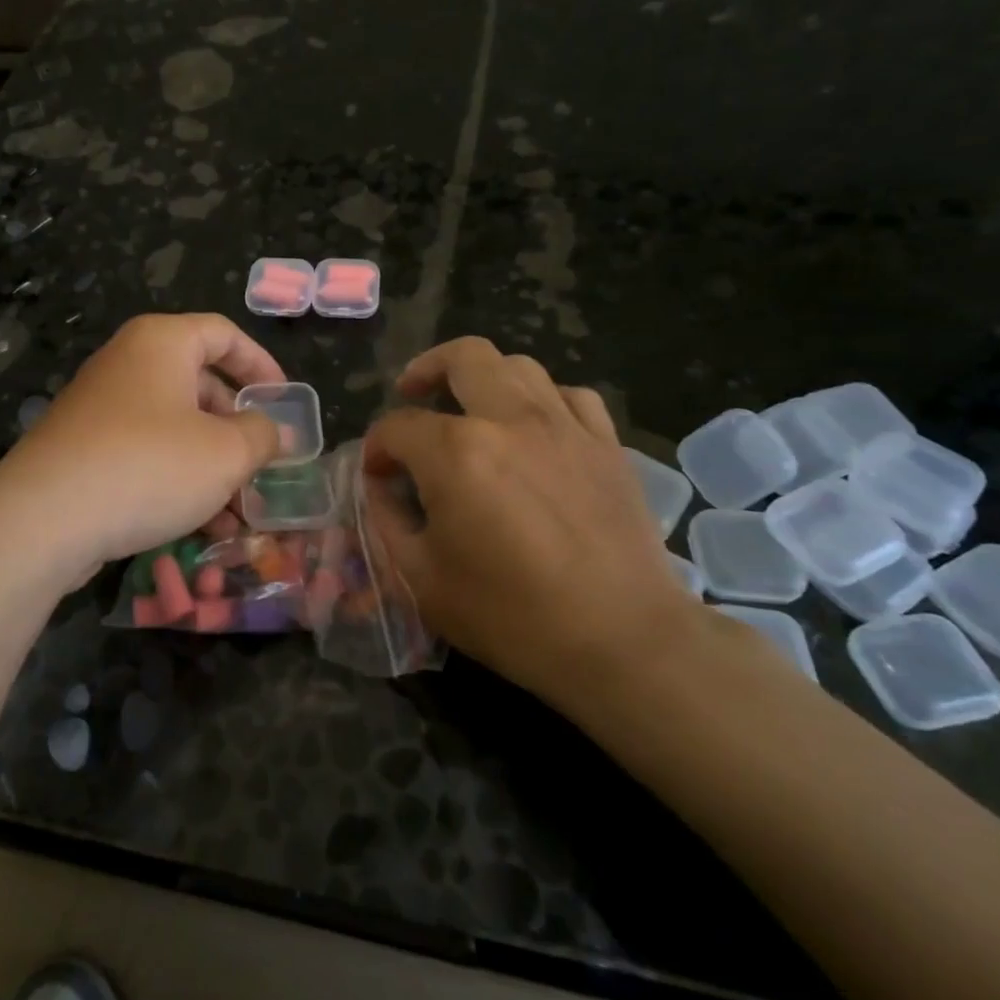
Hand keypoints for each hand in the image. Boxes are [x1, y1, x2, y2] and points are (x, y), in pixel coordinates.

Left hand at [0, 313, 285, 577]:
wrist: (43, 519)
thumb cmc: (149, 466)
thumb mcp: (226, 453)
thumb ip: (262, 436)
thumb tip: (277, 432)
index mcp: (162, 342)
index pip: (224, 333)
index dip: (262, 365)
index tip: (285, 404)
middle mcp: (128, 363)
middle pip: (200, 384)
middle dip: (237, 430)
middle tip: (263, 466)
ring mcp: (101, 407)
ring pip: (174, 428)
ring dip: (212, 467)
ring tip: (239, 515)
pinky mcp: (84, 449)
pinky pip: (145, 454)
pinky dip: (177, 480)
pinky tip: (201, 528)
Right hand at [362, 338, 691, 707]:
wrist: (622, 642)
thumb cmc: (510, 615)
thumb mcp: (421, 578)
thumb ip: (386, 521)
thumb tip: (380, 487)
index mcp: (455, 453)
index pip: (397, 428)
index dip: (377, 450)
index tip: (377, 477)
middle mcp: (508, 420)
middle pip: (461, 358)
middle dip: (424, 370)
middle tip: (411, 394)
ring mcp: (564, 426)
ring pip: (518, 365)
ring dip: (483, 378)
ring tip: (470, 406)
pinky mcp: (606, 444)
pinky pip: (571, 396)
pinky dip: (543, 400)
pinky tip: (535, 428)